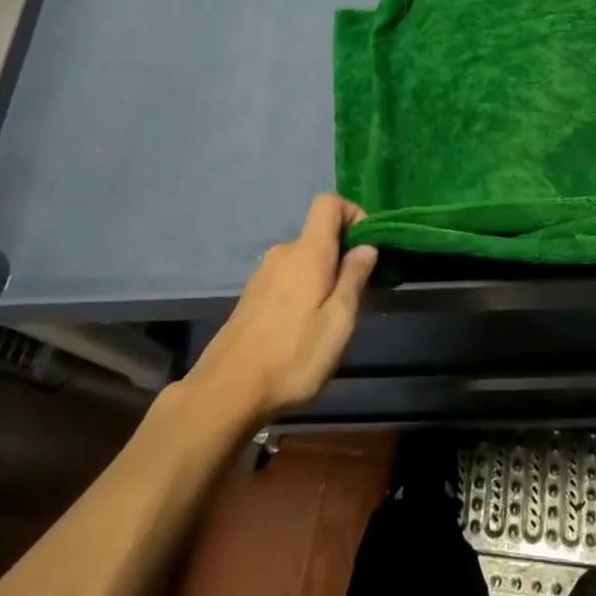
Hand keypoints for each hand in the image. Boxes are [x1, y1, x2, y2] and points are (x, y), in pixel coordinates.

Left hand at [185, 196, 376, 423]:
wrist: (226, 392)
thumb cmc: (293, 356)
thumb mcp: (338, 321)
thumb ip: (354, 278)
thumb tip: (367, 246)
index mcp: (307, 252)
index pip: (328, 203)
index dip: (353, 214)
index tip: (368, 248)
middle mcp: (283, 253)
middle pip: (319, 235)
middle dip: (343, 256)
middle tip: (357, 297)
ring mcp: (263, 275)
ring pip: (304, 260)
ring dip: (324, 278)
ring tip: (330, 320)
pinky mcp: (252, 297)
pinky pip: (288, 278)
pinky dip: (303, 291)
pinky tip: (303, 330)